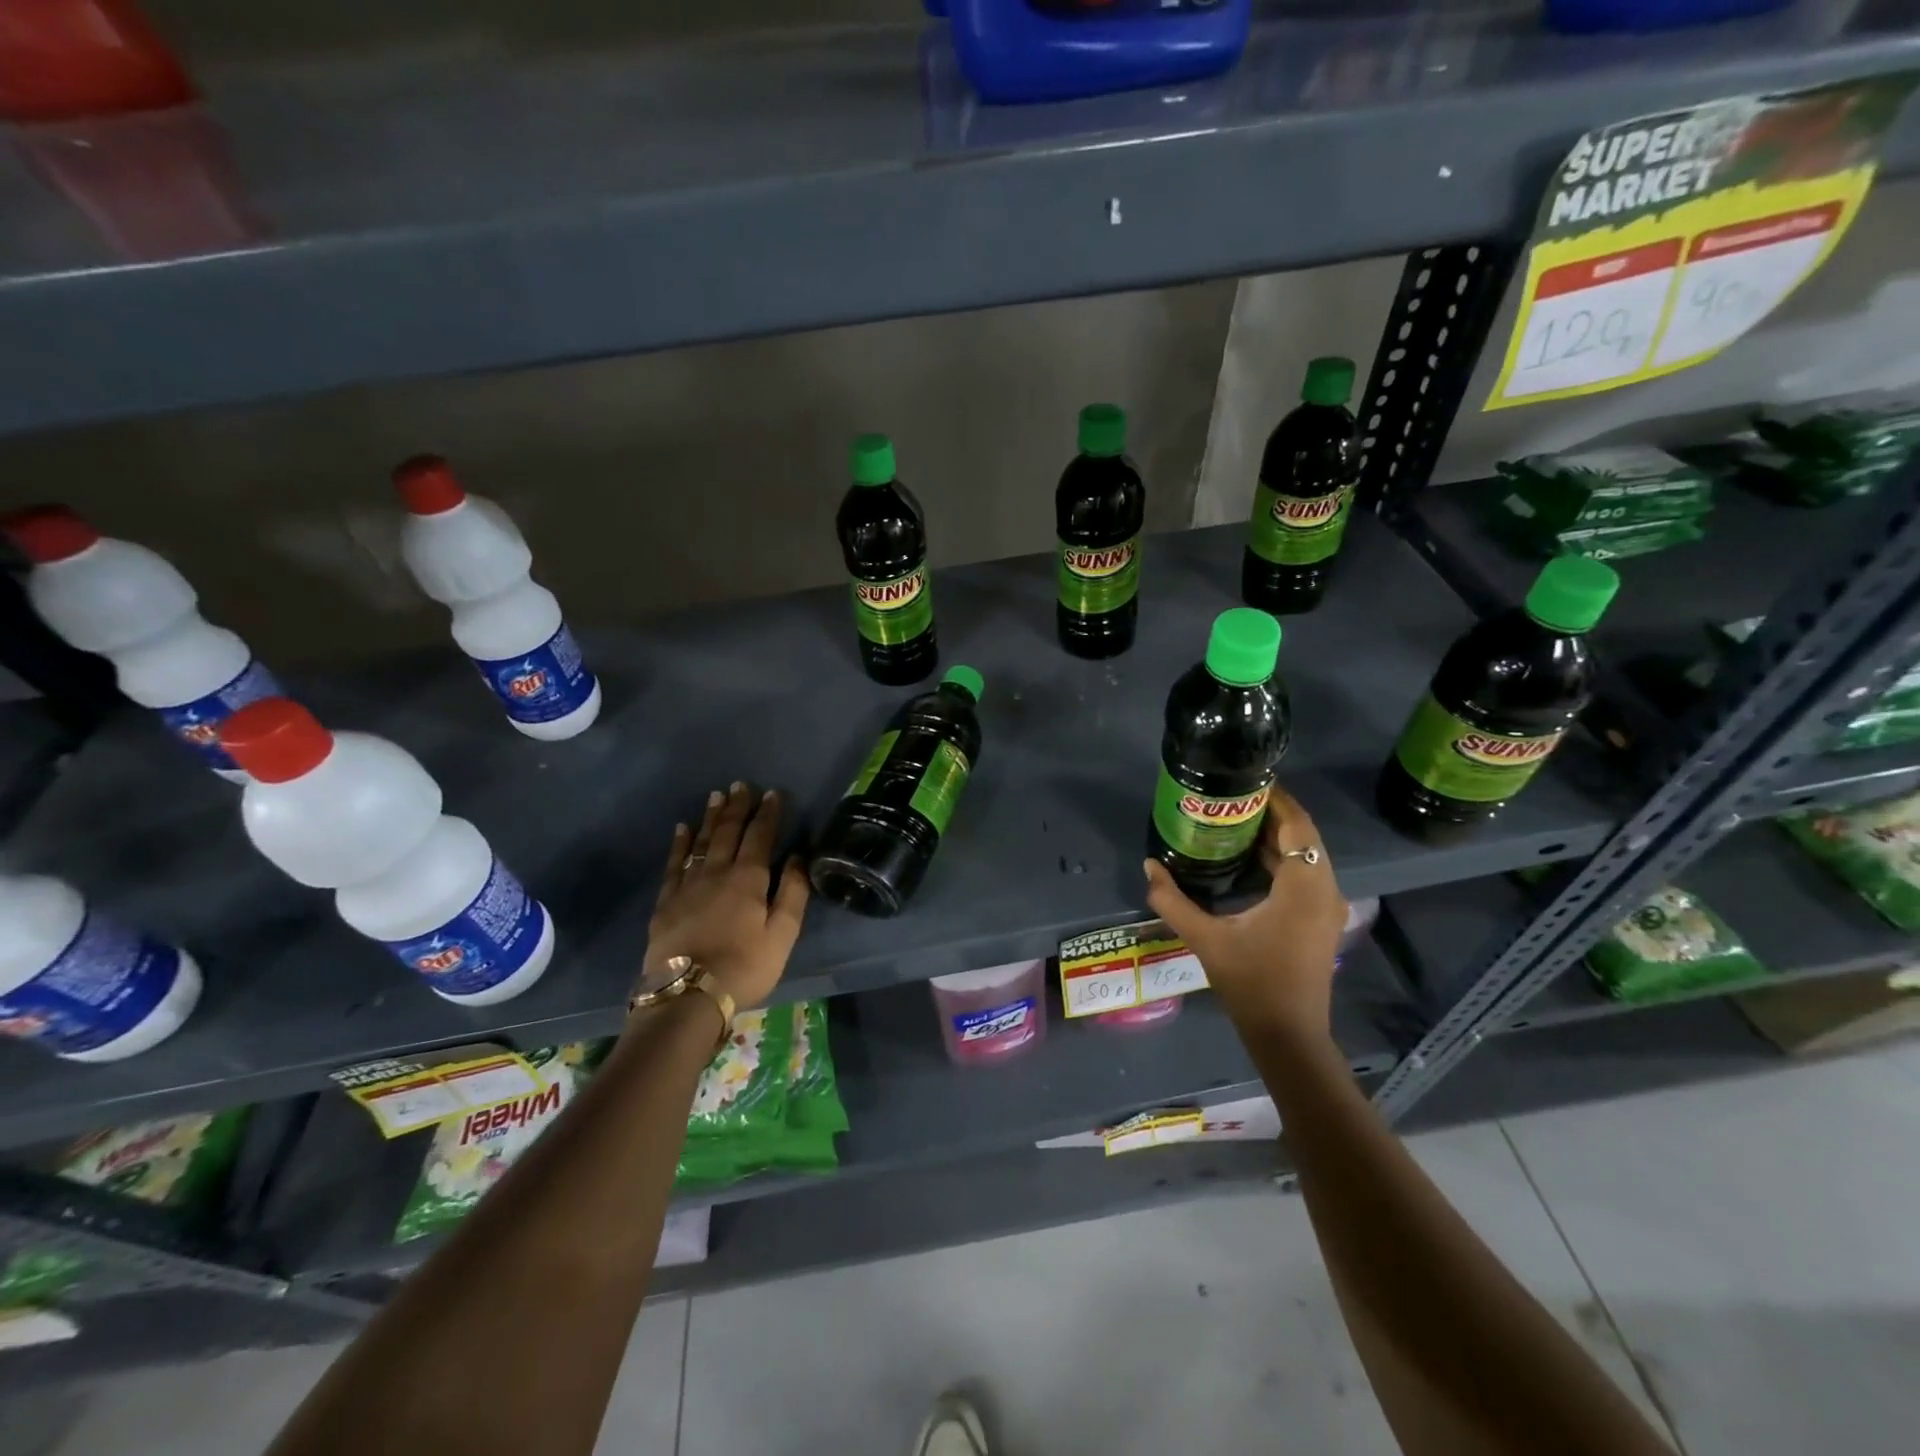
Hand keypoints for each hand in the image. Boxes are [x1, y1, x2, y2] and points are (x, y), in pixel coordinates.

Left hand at [643, 782, 809, 1009]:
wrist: (688, 995)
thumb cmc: (745, 966)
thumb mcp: (782, 934)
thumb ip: (792, 893)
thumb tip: (797, 857)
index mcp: (748, 878)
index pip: (760, 836)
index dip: (768, 813)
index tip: (773, 793)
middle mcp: (717, 872)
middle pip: (728, 832)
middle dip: (737, 807)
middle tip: (740, 785)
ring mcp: (688, 885)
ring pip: (702, 842)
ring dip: (711, 817)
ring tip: (716, 796)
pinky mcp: (666, 901)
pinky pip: (674, 863)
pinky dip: (680, 844)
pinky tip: (682, 829)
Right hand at [1143, 783, 1346, 1039]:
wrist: (1288, 1034)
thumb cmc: (1251, 982)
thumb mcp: (1206, 938)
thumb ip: (1173, 901)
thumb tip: (1148, 866)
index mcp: (1303, 886)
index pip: (1298, 825)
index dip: (1277, 799)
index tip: (1247, 782)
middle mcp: (1325, 889)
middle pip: (1304, 836)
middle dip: (1271, 815)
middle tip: (1232, 800)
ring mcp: (1327, 906)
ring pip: (1307, 855)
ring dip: (1277, 837)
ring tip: (1235, 822)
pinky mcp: (1322, 920)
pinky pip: (1306, 874)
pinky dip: (1282, 860)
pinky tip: (1249, 859)